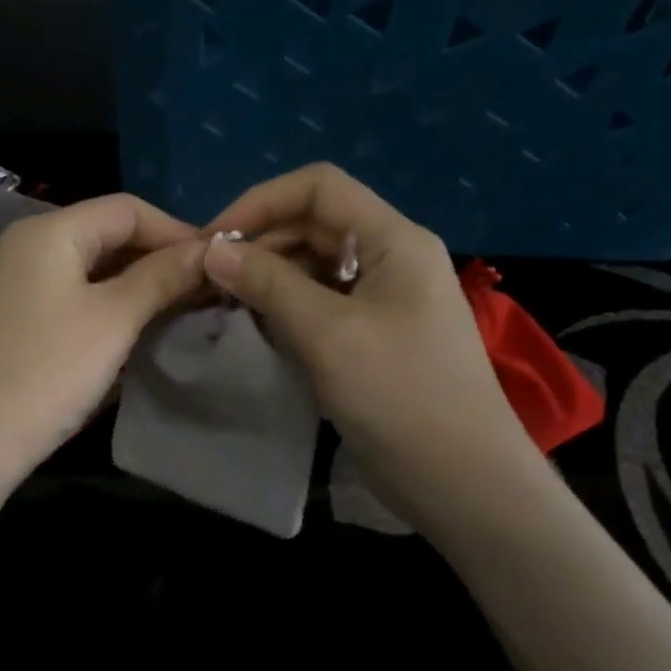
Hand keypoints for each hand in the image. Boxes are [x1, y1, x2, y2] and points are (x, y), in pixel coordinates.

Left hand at [0, 194, 205, 495]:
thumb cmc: (45, 373)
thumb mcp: (113, 321)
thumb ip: (160, 277)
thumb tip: (206, 250)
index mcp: (48, 230)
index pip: (126, 209)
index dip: (176, 231)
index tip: (216, 265)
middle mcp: (24, 244)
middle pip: (104, 233)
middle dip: (156, 258)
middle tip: (201, 291)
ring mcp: (11, 280)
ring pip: (86, 266)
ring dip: (132, 283)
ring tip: (175, 310)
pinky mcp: (8, 315)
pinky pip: (66, 293)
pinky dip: (102, 303)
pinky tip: (129, 328)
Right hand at [202, 164, 537, 510]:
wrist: (462, 482)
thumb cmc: (399, 396)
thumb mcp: (327, 333)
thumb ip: (268, 284)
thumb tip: (212, 250)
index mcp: (393, 240)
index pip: (319, 187)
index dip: (260, 202)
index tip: (213, 242)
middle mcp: (390, 257)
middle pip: (313, 224)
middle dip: (259, 244)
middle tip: (209, 281)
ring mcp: (383, 298)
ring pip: (313, 265)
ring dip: (267, 277)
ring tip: (224, 305)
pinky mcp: (372, 334)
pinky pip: (320, 302)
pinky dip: (284, 307)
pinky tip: (255, 328)